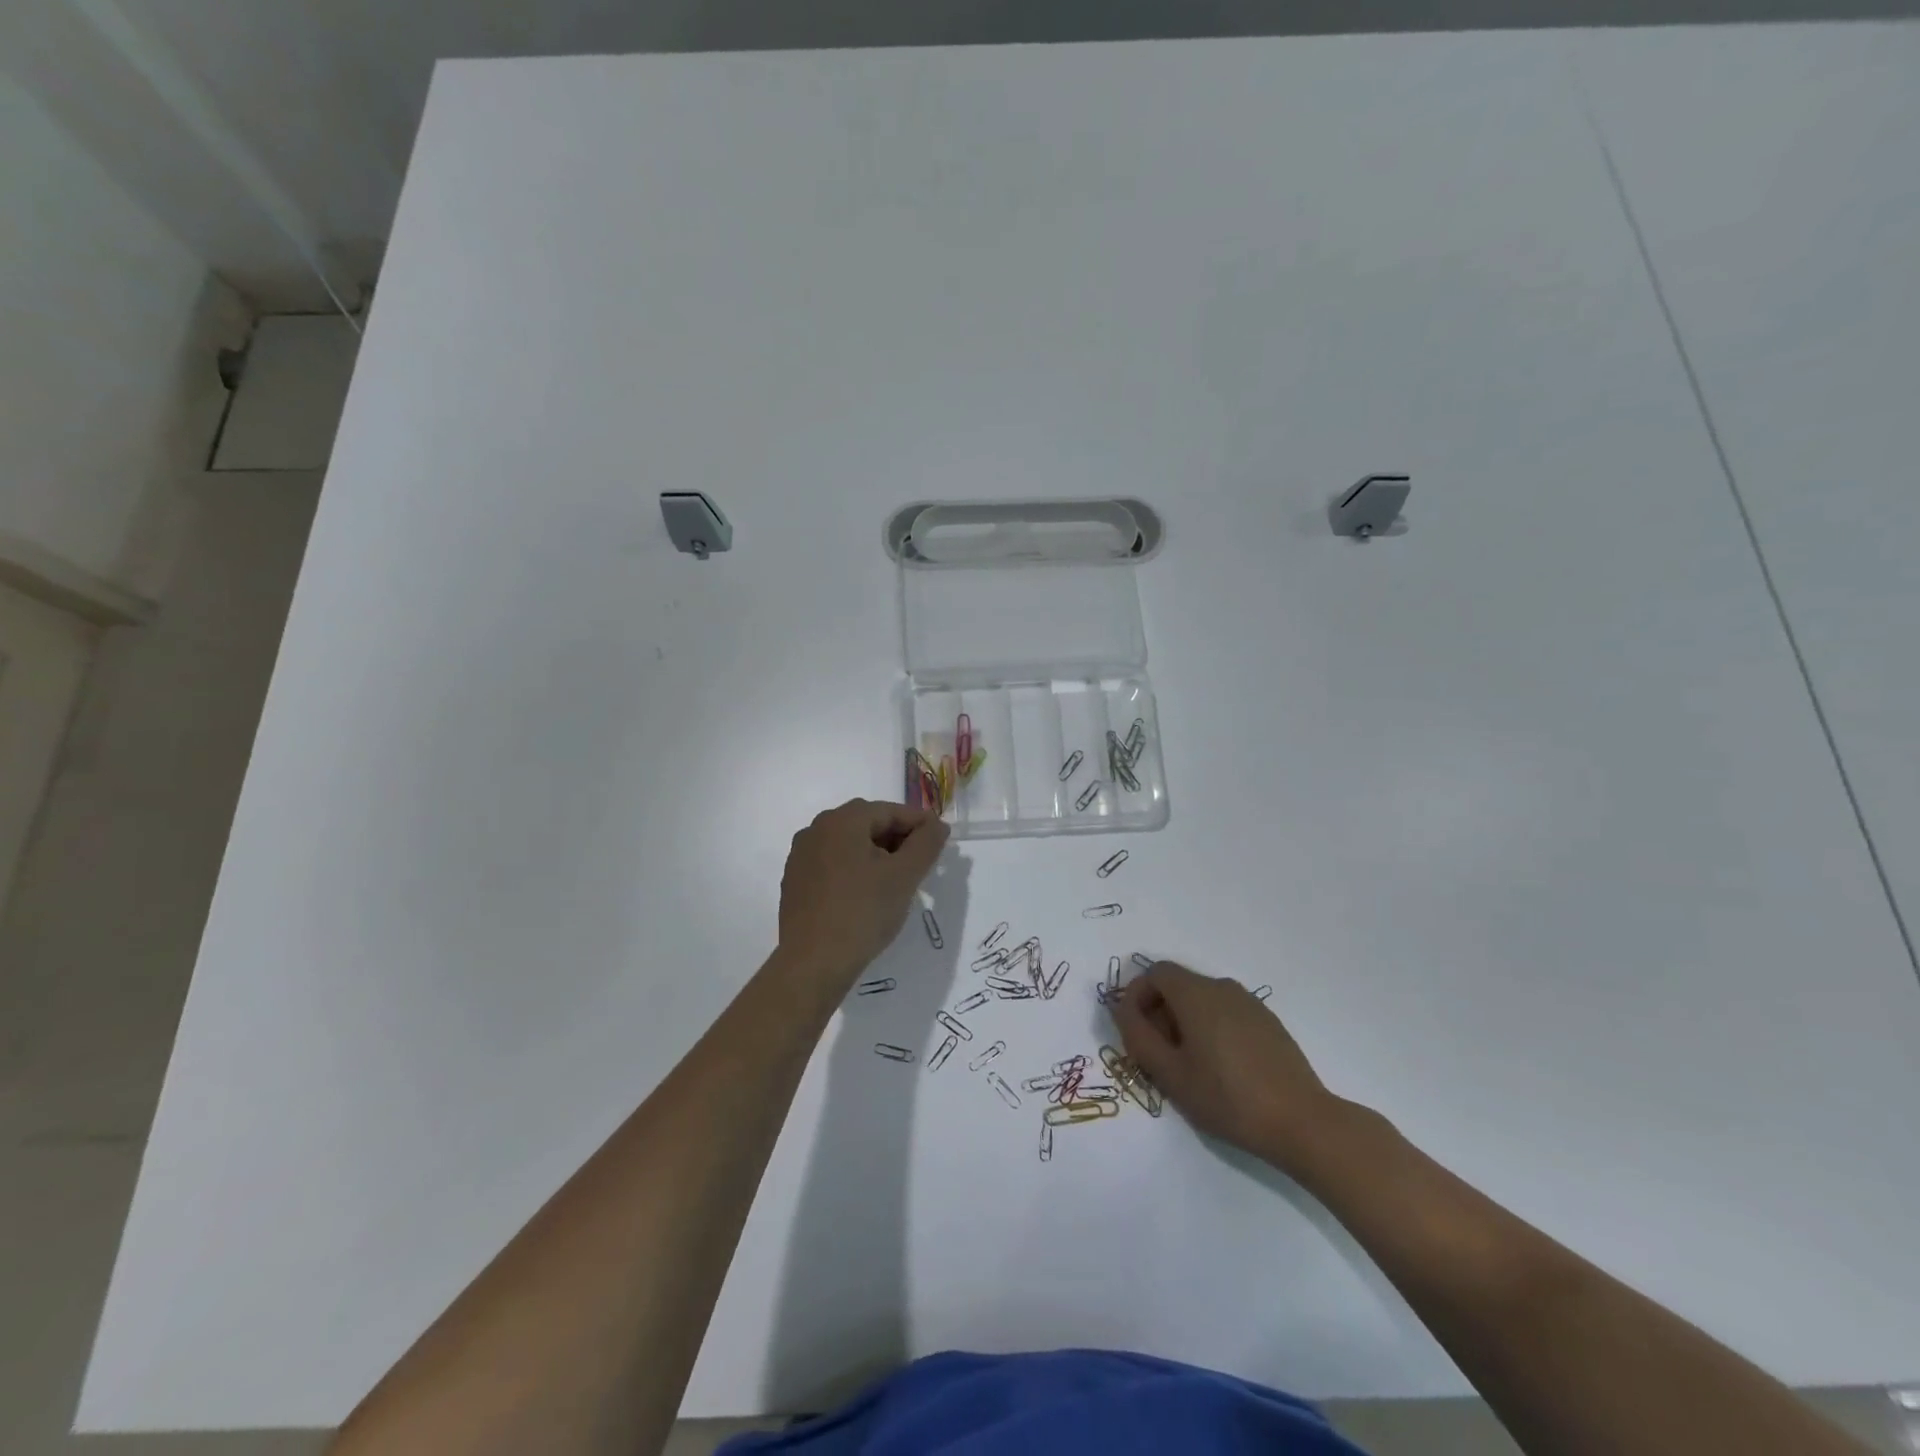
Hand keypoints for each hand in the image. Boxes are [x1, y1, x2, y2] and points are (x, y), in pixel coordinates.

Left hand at [778, 799, 948, 984]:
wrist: (812, 963)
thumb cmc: (863, 912)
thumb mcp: (905, 876)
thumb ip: (926, 843)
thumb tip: (937, 825)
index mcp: (842, 820)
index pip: (891, 811)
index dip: (920, 824)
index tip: (942, 842)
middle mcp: (816, 829)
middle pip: (868, 824)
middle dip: (898, 839)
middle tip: (922, 863)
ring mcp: (801, 855)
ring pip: (850, 844)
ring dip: (877, 855)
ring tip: (898, 880)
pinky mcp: (795, 881)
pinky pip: (833, 863)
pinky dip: (855, 870)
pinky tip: (867, 894)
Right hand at [1113, 962, 1352, 1174]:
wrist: (1302, 1122)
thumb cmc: (1227, 1097)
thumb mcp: (1170, 1074)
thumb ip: (1138, 1036)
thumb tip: (1123, 1009)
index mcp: (1196, 994)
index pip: (1155, 973)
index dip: (1137, 996)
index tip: (1134, 1032)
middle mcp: (1222, 987)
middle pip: (1178, 985)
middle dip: (1158, 1012)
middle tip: (1157, 1055)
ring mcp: (1250, 1004)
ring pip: (1202, 1000)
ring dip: (1184, 1022)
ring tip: (1188, 1066)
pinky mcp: (1269, 1023)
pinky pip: (1226, 1013)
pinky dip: (1210, 1029)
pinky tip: (1221, 1069)